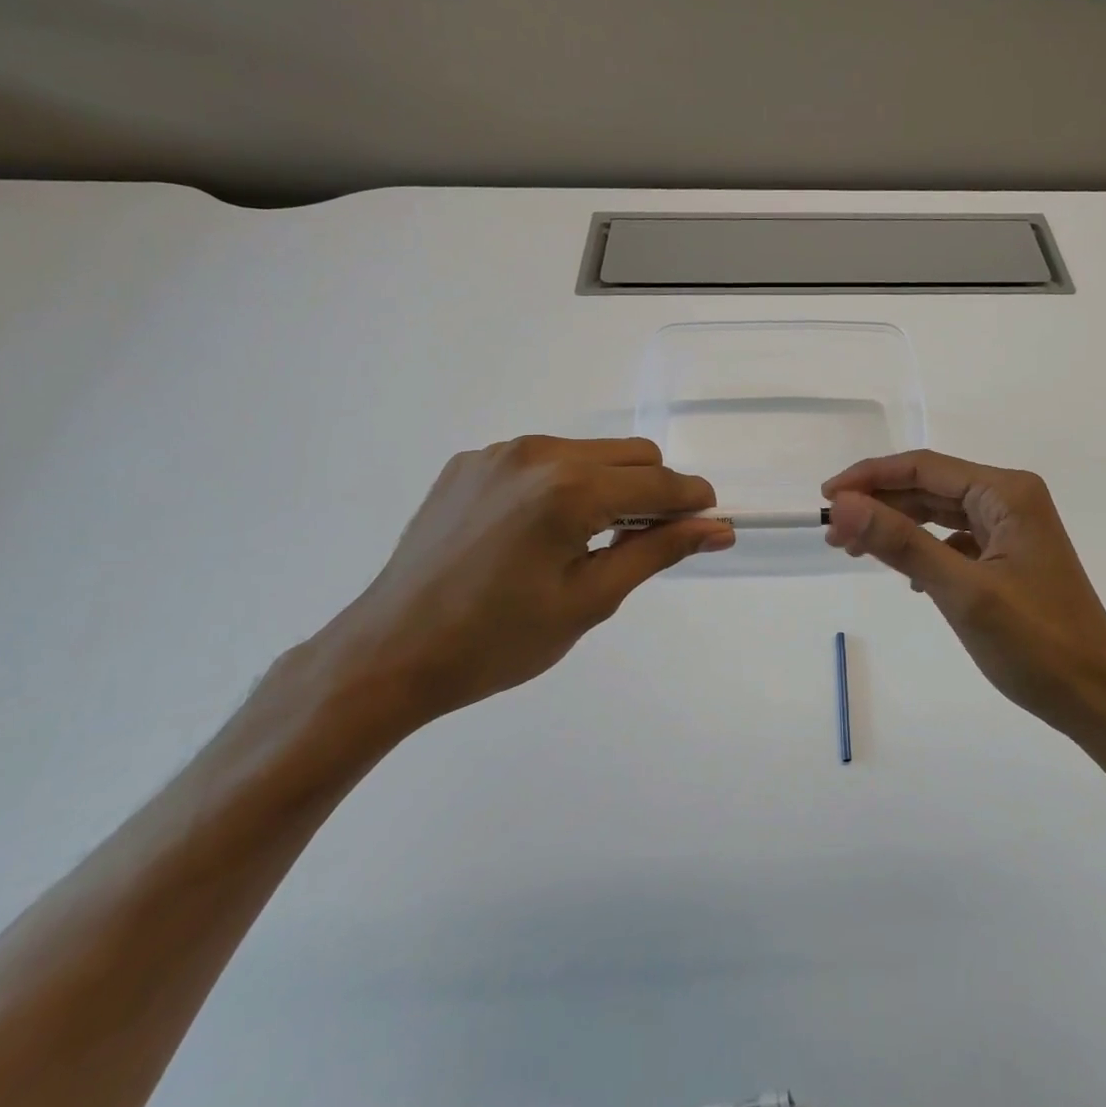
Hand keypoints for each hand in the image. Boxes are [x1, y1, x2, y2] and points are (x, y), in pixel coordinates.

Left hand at [320, 437, 732, 735]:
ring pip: (588, 452)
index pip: (659, 483)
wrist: (388, 654)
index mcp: (570, 489)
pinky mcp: (470, 462)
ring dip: (608, 485)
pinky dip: (561, 484)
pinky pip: (542, 459)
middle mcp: (538, 453)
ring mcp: (499, 453)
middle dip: (653, 492)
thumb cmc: (497, 641)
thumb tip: (717, 528)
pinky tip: (535, 532)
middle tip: (641, 544)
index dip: (693, 503)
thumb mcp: (589, 601)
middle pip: (632, 454)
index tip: (709, 525)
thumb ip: (658, 551)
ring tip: (584, 541)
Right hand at [822, 449, 1105, 739]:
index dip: (870, 477)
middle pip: (930, 487)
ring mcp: (1013, 530)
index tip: (827, 497)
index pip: (924, 468)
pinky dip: (924, 550)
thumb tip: (843, 504)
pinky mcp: (1011, 559)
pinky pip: (954, 540)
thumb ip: (901, 543)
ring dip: (897, 527)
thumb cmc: (1037, 645)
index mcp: (1007, 493)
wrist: (1100, 702)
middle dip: (880, 504)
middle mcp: (1011, 500)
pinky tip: (907, 576)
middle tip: (833, 531)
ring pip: (939, 514)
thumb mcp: (962, 592)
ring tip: (854, 548)